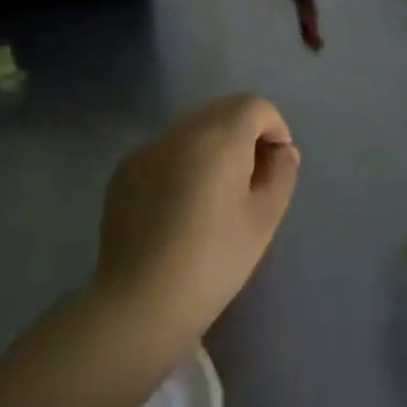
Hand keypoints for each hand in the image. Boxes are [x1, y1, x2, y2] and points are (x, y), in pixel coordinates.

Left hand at [96, 94, 299, 345]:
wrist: (141, 301)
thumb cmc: (214, 260)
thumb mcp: (264, 219)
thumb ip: (281, 174)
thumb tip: (282, 151)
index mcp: (219, 136)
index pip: (254, 106)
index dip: (274, 127)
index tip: (278, 164)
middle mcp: (180, 130)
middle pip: (221, 110)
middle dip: (244, 133)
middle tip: (253, 177)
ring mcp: (147, 148)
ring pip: (191, 129)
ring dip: (212, 145)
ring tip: (217, 192)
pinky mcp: (124, 171)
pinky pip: (164, 151)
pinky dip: (182, 161)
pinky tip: (181, 205)